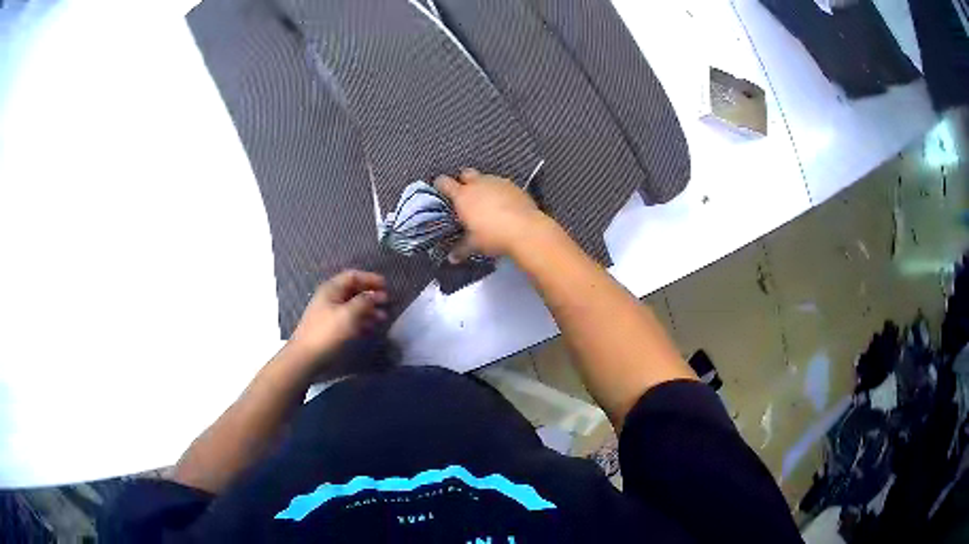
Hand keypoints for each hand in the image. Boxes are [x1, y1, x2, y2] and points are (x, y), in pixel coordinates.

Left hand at [288, 270, 387, 362]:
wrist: (306, 357)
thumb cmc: (327, 332)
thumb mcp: (348, 314)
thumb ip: (364, 301)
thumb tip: (375, 294)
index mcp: (332, 289)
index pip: (353, 276)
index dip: (370, 279)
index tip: (386, 286)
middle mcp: (331, 298)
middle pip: (354, 291)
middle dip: (371, 296)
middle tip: (387, 303)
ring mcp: (330, 313)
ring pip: (353, 306)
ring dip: (369, 310)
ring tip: (383, 319)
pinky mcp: (331, 328)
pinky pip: (350, 320)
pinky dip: (361, 322)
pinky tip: (371, 330)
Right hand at [434, 169, 545, 259]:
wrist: (526, 230)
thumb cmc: (493, 236)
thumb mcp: (474, 244)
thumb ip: (461, 249)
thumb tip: (452, 258)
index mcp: (463, 195)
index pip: (444, 182)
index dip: (440, 185)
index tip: (440, 190)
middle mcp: (478, 184)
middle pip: (466, 173)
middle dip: (463, 181)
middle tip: (465, 195)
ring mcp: (497, 182)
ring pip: (485, 178)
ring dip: (483, 186)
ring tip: (486, 202)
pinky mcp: (514, 186)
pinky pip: (502, 184)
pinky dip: (499, 191)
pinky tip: (504, 204)